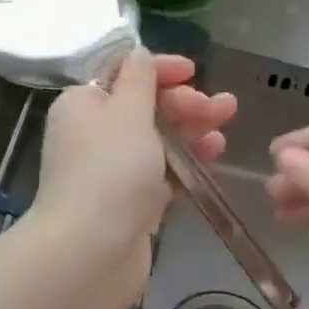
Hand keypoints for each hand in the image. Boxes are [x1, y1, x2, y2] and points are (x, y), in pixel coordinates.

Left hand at [30, 50, 236, 305]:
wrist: (90, 254)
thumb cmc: (110, 169)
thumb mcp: (128, 110)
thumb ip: (140, 78)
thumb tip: (139, 54)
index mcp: (82, 104)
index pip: (122, 73)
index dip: (159, 69)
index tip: (193, 70)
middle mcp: (91, 133)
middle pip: (143, 105)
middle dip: (183, 101)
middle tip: (221, 105)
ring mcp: (109, 170)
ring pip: (156, 138)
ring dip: (191, 127)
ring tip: (226, 122)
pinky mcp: (128, 203)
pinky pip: (161, 171)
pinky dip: (185, 159)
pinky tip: (213, 154)